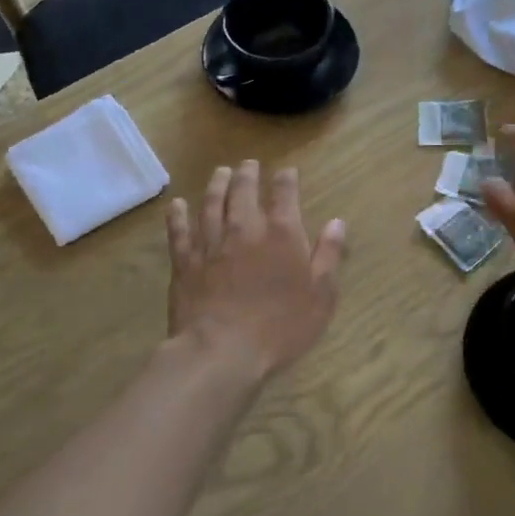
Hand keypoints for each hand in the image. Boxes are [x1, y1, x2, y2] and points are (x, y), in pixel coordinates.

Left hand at [167, 161, 345, 378]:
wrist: (222, 351)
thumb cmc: (281, 327)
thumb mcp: (321, 296)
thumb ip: (329, 256)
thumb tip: (337, 223)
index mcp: (282, 235)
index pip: (285, 194)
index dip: (286, 179)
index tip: (287, 171)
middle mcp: (245, 229)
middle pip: (244, 191)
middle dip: (247, 174)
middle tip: (248, 164)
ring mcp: (211, 243)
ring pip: (212, 204)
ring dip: (217, 185)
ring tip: (220, 172)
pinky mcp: (185, 262)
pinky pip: (179, 231)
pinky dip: (178, 215)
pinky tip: (177, 205)